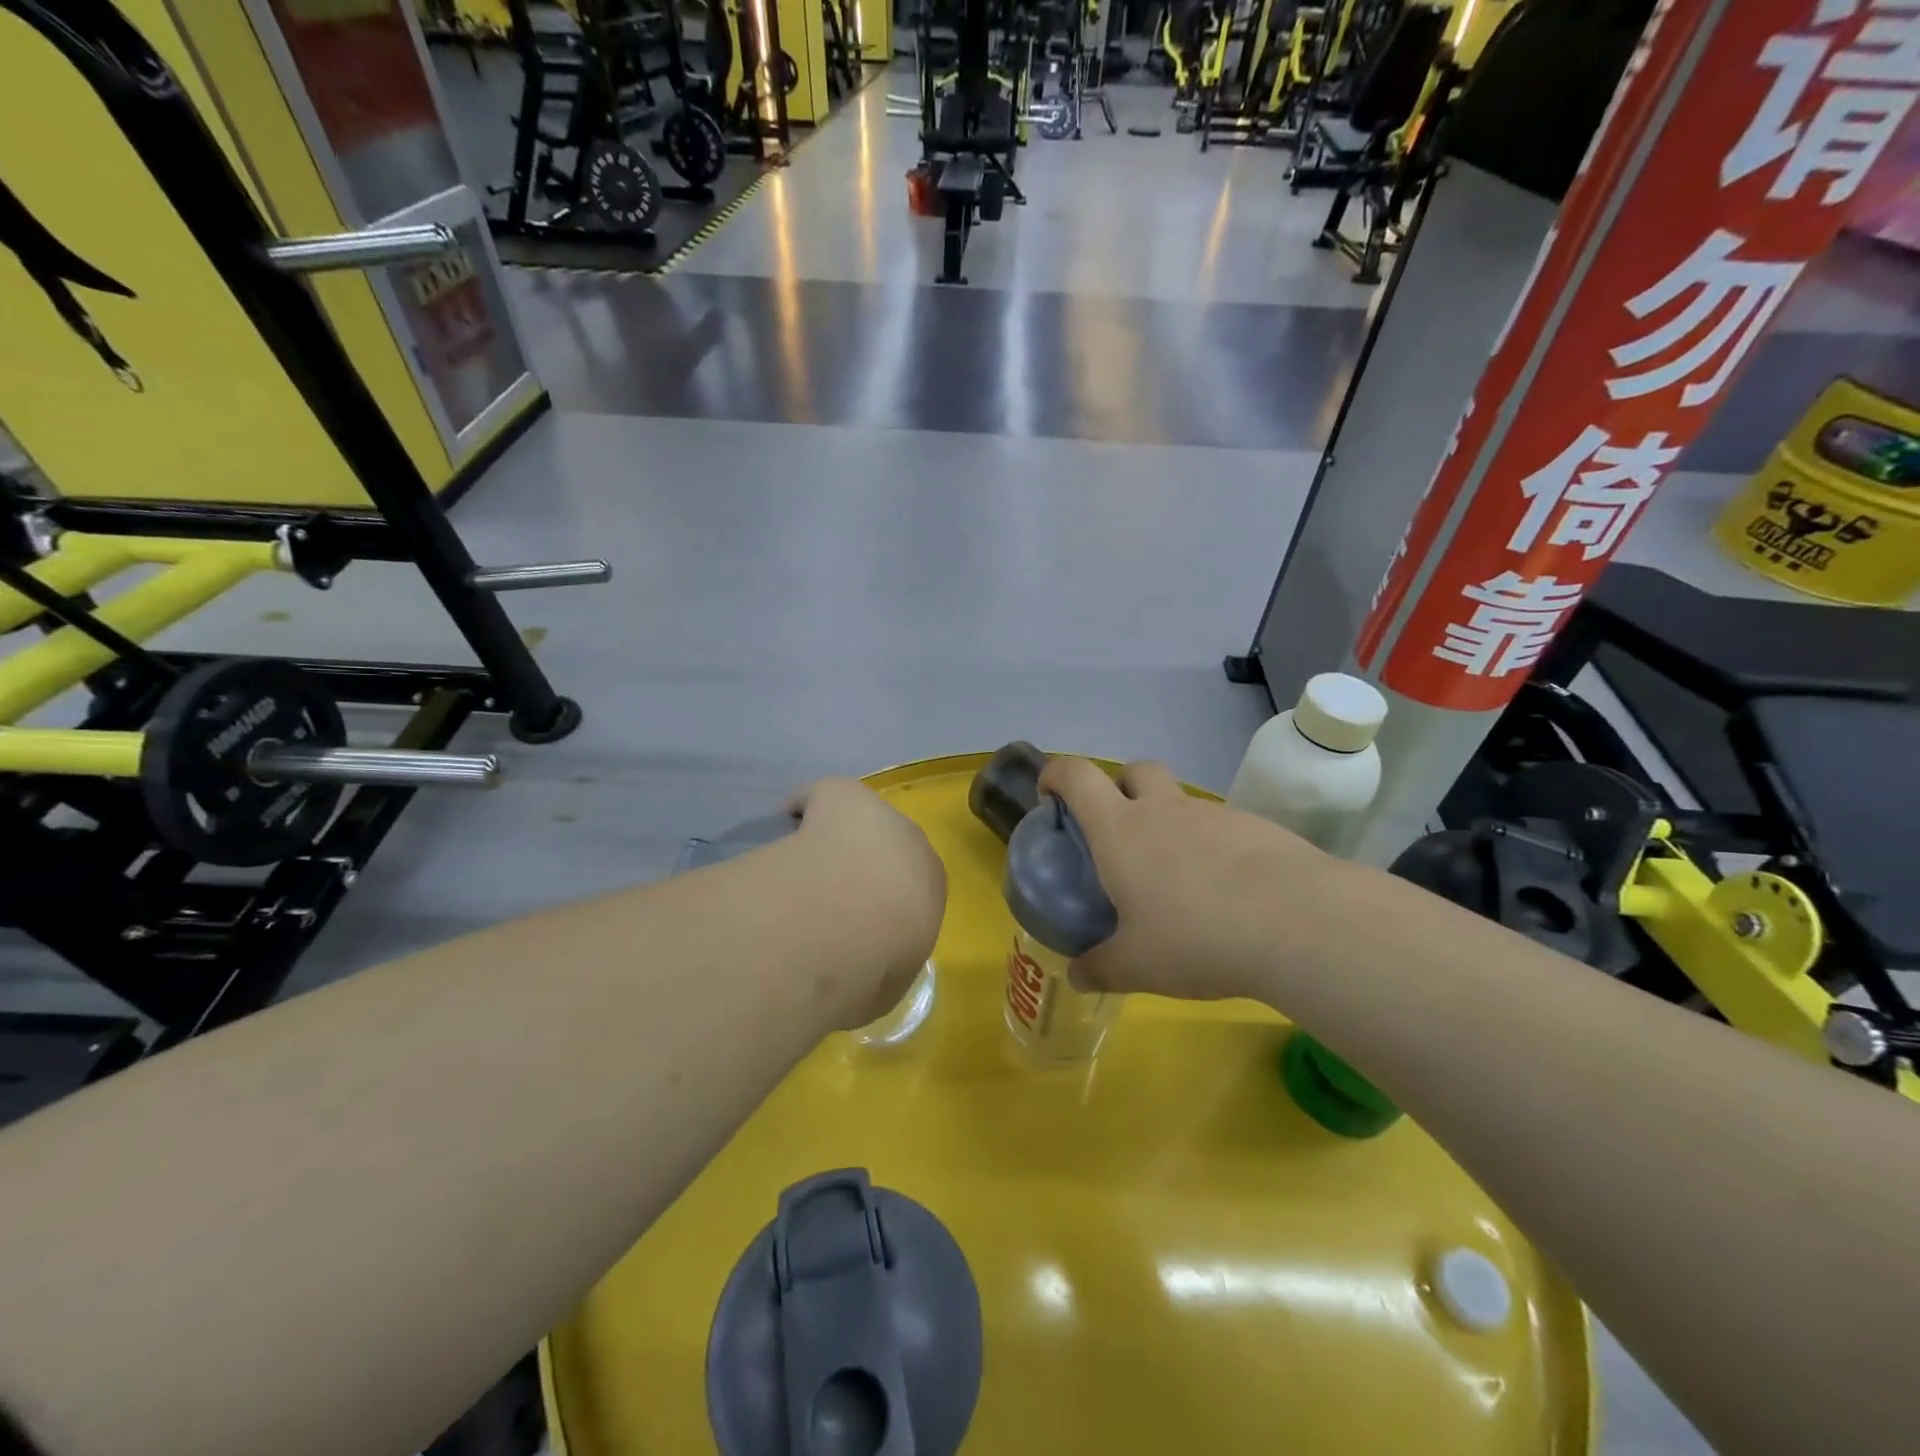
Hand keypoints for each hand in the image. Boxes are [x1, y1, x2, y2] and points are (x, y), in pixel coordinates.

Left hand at [786, 778, 947, 1028]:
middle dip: (862, 864)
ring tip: (799, 863)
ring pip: (855, 821)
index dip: (882, 903)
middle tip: (825, 895)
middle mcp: (912, 845)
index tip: (855, 922)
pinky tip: (779, 826)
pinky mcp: (843, 794)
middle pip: (887, 847)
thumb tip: (859, 976)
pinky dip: (802, 806)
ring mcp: (878, 816)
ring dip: (834, 836)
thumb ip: (876, 976)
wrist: (848, 918)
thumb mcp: (883, 989)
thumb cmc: (874, 963)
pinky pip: (820, 796)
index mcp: (930, 888)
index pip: (912, 887)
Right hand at [1038, 756, 1349, 1002]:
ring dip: (1168, 822)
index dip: (1056, 775)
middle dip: (1118, 787)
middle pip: (1133, 770)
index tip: (1051, 798)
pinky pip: (1220, 827)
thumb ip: (1101, 968)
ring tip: (1176, 880)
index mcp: (1121, 830)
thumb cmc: (1196, 937)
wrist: (1298, 923)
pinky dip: (1211, 847)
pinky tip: (1225, 892)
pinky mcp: (1256, 828)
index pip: (1077, 775)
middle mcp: (1163, 810)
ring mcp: (1213, 814)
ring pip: (1180, 800)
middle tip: (1118, 832)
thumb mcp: (1137, 965)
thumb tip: (1078, 976)